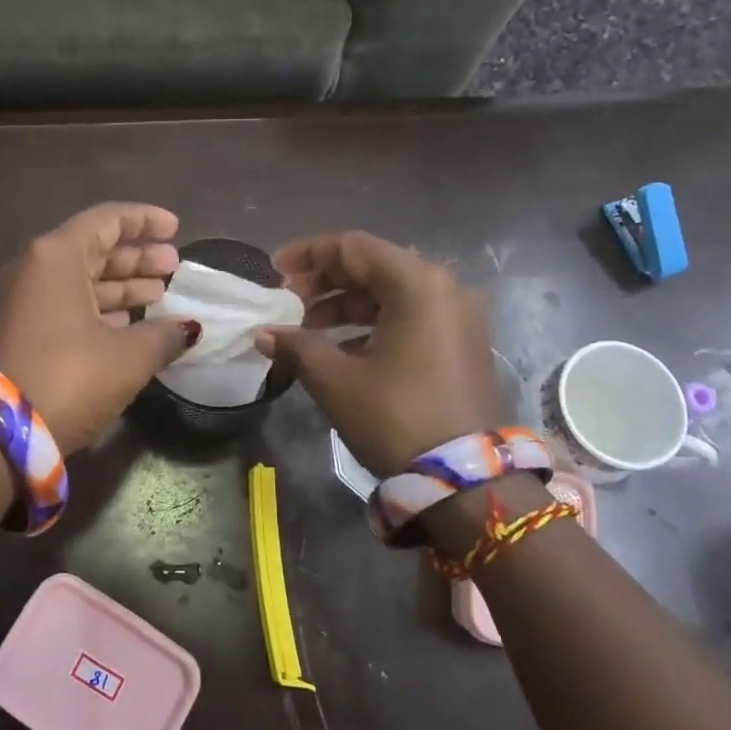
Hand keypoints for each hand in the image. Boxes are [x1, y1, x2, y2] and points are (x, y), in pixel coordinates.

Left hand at [0, 204, 199, 452]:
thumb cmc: (68, 378)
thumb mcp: (128, 357)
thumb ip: (164, 335)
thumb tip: (189, 329)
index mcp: (56, 257)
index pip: (107, 220)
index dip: (145, 220)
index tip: (176, 228)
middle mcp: (34, 270)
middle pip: (94, 250)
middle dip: (137, 257)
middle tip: (174, 266)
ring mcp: (21, 302)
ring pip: (80, 281)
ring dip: (121, 286)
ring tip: (160, 295)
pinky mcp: (19, 332)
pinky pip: (66, 305)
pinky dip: (100, 309)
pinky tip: (129, 324)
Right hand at [256, 231, 499, 476]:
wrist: (466, 481)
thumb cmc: (396, 418)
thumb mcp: (336, 380)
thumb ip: (296, 345)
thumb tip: (264, 333)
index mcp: (417, 285)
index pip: (354, 247)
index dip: (309, 253)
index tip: (275, 269)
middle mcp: (444, 289)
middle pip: (374, 266)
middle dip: (326, 280)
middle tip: (287, 298)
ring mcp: (458, 317)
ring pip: (391, 293)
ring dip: (346, 304)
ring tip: (305, 327)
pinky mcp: (461, 343)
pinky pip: (410, 316)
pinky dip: (372, 323)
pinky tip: (340, 347)